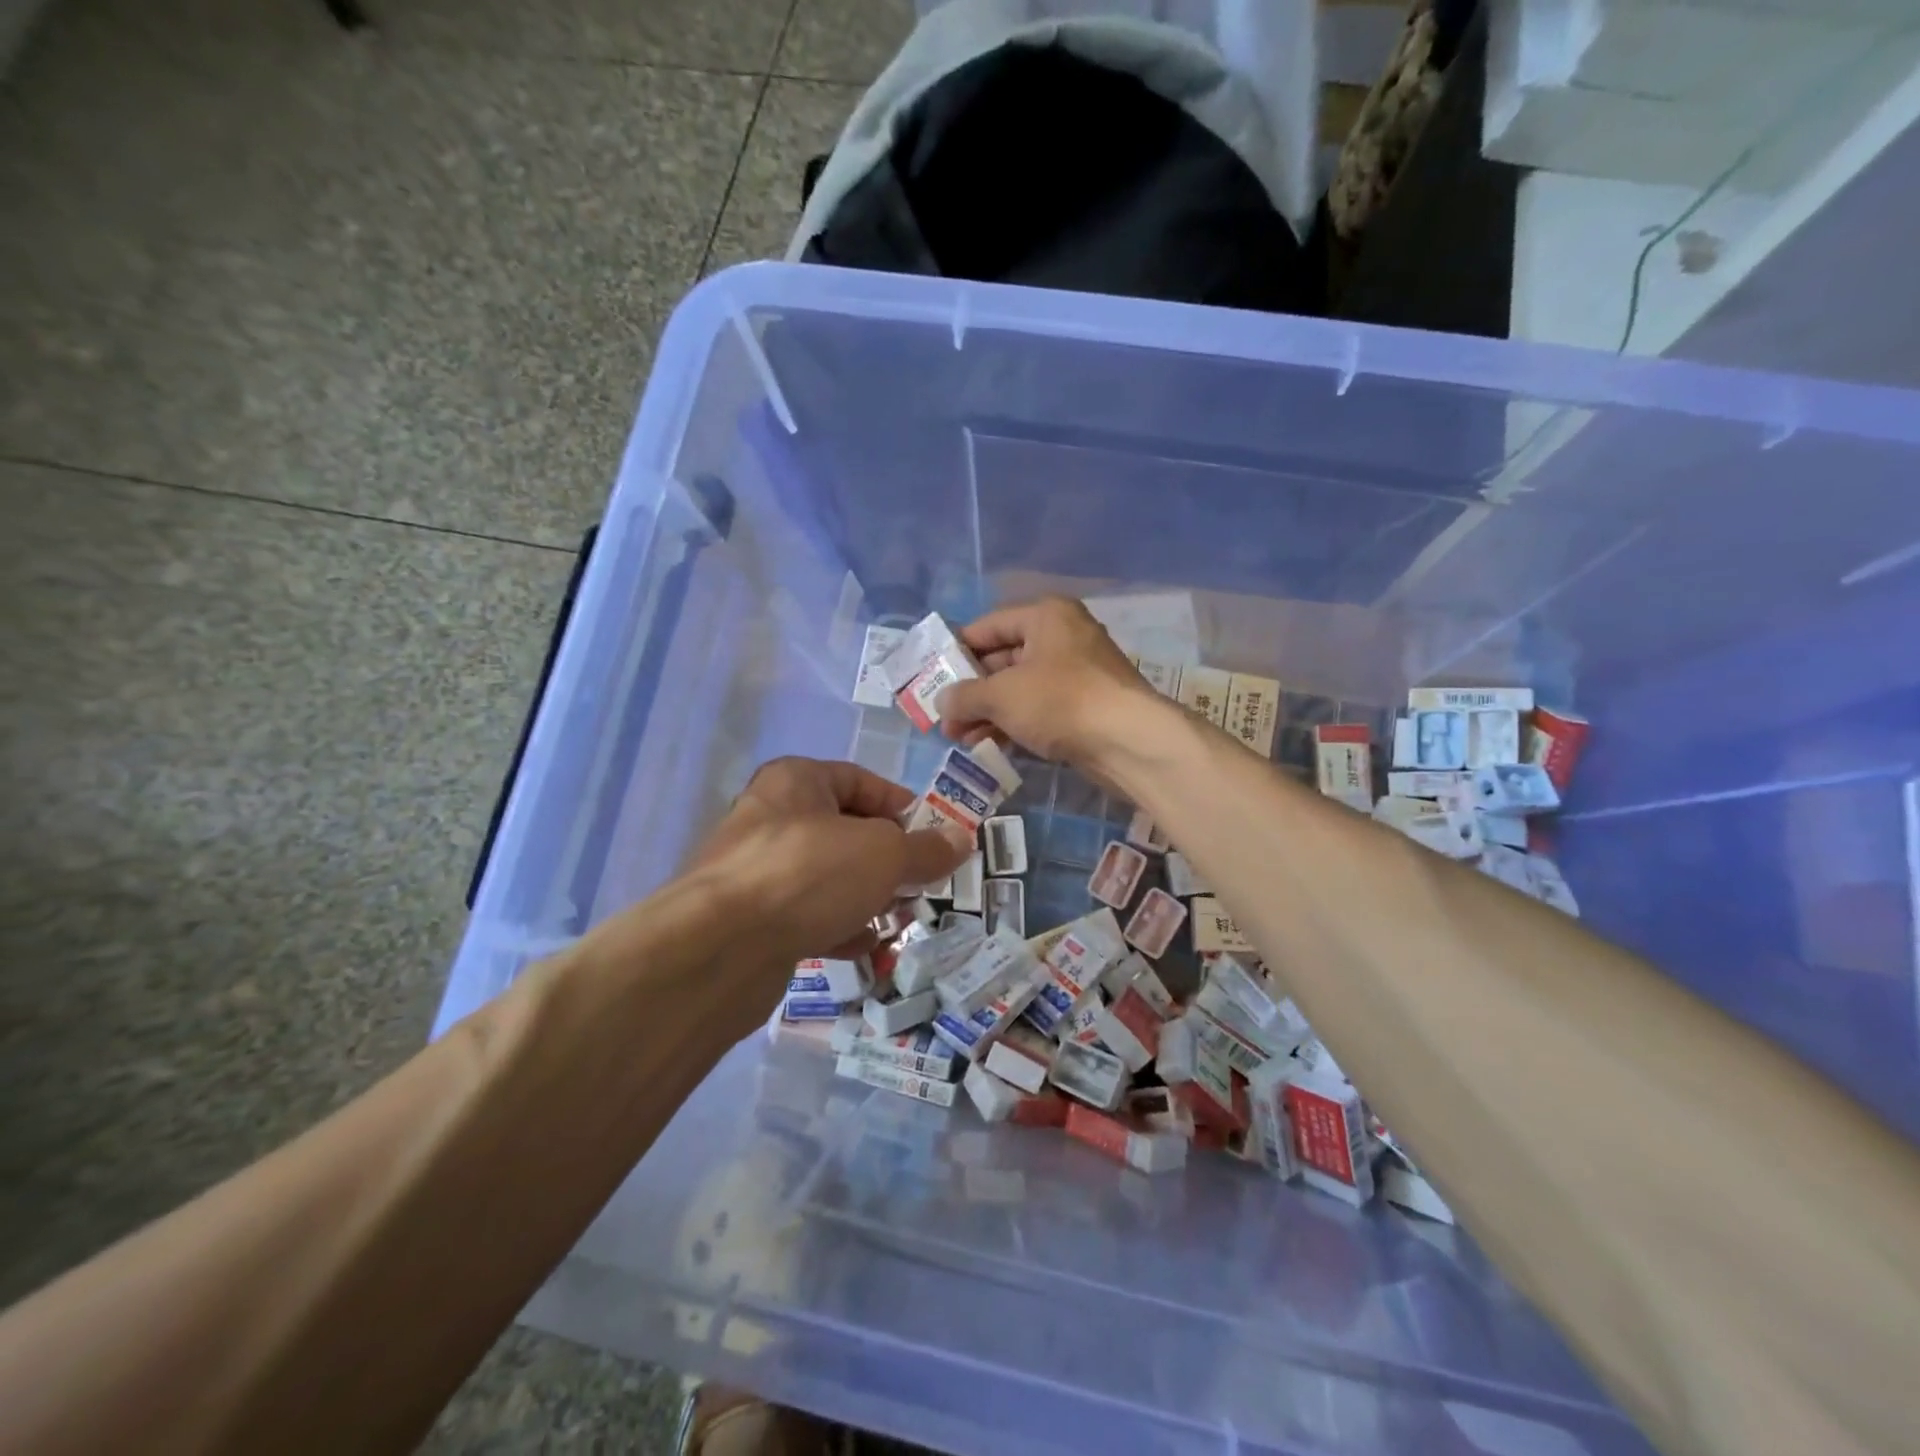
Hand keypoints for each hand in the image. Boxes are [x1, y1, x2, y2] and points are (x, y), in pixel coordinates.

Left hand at [686, 757, 970, 965]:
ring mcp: (756, 870)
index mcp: (797, 781)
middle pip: (846, 831)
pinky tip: (862, 947)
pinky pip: (805, 913)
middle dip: (888, 859)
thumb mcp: (884, 853)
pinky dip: (836, 926)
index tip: (934, 837)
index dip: (902, 807)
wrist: (720, 948)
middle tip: (919, 884)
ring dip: (866, 896)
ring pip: (827, 876)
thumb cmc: (809, 873)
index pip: (861, 781)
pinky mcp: (750, 918)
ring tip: (897, 918)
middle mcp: (772, 817)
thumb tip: (961, 840)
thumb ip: (925, 848)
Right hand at [936, 597, 1156, 772]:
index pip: (987, 627)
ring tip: (958, 739)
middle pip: (1003, 659)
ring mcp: (1077, 673)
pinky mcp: (1086, 706)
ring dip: (988, 712)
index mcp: (1045, 616)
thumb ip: (964, 696)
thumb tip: (941, 703)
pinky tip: (989, 744)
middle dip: (971, 691)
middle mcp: (1062, 637)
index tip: (931, 679)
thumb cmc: (1060, 701)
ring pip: (1020, 688)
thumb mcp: (1001, 695)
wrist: (1129, 741)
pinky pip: (1039, 708)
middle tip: (943, 718)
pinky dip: (1014, 722)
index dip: (956, 653)